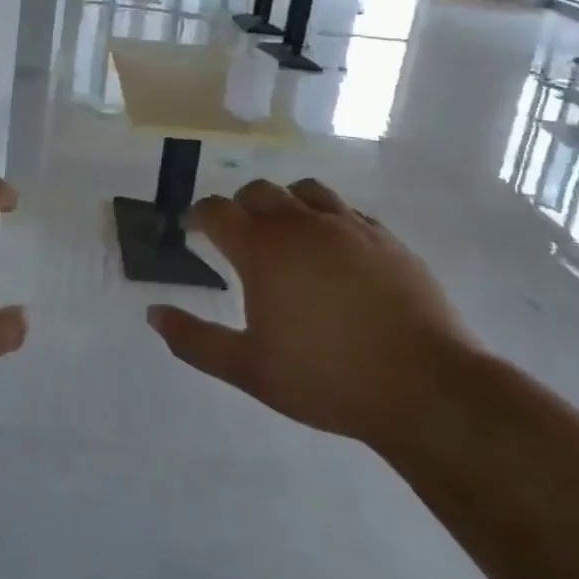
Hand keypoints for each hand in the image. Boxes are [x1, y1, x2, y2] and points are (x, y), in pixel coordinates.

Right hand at [148, 179, 474, 445]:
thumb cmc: (326, 378)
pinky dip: (327, 219)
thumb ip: (195, 340)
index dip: (198, 216)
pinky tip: (333, 249)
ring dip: (285, 204)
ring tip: (285, 233)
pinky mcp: (386, 239)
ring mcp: (350, 227)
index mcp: (264, 249)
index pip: (218, 212)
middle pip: (260, 193)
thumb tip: (153, 314)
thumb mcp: (248, 368)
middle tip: (235, 235)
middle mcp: (303, 225)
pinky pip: (347, 211)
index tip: (192, 228)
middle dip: (239, 207)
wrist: (425, 387)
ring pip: (306, 191)